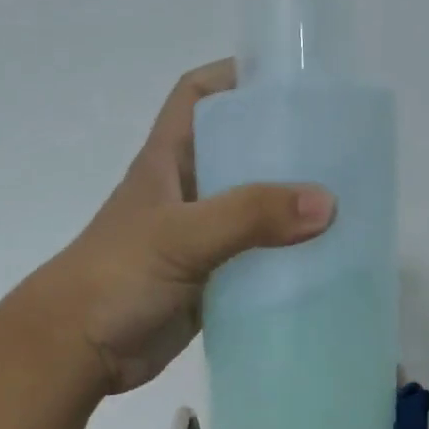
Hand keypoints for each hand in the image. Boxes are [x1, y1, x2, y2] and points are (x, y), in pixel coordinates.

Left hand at [37, 60, 334, 393]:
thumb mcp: (182, 235)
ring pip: (251, 215)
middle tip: (343, 153)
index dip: (236, 78)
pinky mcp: (208, 285)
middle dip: (284, 151)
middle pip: (239, 156)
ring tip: (348, 209)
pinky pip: (253, 266)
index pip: (198, 97)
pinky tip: (323, 266)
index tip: (292, 85)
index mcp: (168, 162)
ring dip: (289, 213)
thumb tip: (327, 203)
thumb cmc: (118, 277)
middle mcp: (186, 195)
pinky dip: (282, 264)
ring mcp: (198, 243)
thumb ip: (249, 216)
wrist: (79, 349)